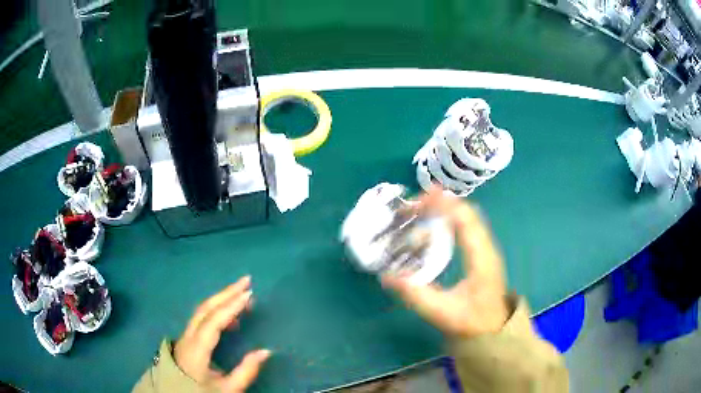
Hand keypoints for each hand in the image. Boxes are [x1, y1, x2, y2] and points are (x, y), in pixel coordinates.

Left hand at [174, 276, 270, 391]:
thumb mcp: (227, 389)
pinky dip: (216, 310)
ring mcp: (185, 335)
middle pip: (205, 308)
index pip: (214, 321)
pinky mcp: (187, 338)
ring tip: (242, 295)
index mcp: (197, 349)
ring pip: (201, 310)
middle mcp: (188, 336)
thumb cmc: (202, 392)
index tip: (249, 294)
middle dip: (226, 292)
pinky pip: (201, 317)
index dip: (231, 306)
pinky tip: (230, 318)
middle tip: (246, 281)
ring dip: (221, 299)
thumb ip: (246, 371)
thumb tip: (266, 351)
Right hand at [382, 186, 508, 337]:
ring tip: (419, 208)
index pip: (466, 221)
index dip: (444, 205)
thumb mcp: (442, 313)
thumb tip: (387, 276)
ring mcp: (486, 247)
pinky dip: (450, 216)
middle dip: (440, 202)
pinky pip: (467, 224)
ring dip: (444, 207)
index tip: (421, 198)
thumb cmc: (471, 322)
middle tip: (412, 204)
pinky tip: (434, 222)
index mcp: (481, 259)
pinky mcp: (482, 251)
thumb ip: (416, 295)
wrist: (494, 329)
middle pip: (467, 212)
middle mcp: (487, 247)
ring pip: (468, 216)